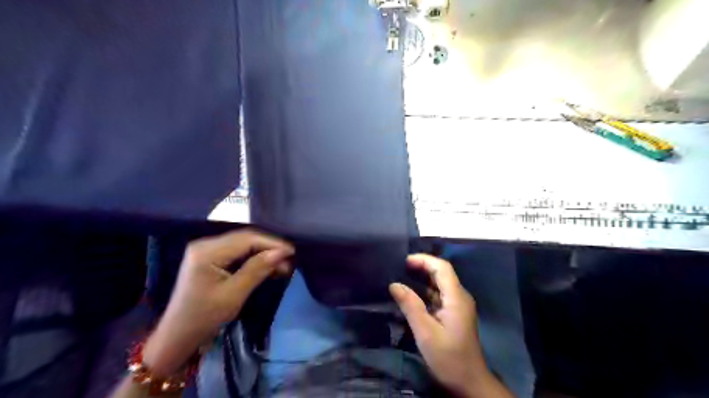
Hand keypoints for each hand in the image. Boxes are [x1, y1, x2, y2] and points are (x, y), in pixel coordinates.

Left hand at [143, 230, 293, 375]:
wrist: (178, 336)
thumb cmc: (204, 318)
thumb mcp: (234, 294)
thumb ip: (258, 269)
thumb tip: (283, 252)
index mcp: (207, 251)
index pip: (247, 239)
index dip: (272, 243)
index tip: (293, 251)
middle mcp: (206, 244)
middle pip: (245, 238)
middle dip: (269, 248)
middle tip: (290, 260)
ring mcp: (207, 249)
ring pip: (243, 244)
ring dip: (263, 253)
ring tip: (282, 265)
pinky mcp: (210, 257)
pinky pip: (237, 252)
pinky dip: (254, 258)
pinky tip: (267, 266)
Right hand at [390, 254, 512, 397]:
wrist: (469, 382)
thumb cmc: (448, 357)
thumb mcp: (426, 332)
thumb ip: (410, 306)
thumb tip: (394, 284)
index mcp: (456, 298)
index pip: (442, 268)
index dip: (424, 260)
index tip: (404, 261)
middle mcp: (459, 297)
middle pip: (442, 273)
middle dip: (421, 267)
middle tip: (399, 267)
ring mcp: (458, 305)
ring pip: (439, 284)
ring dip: (422, 278)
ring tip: (401, 276)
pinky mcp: (454, 314)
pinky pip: (439, 295)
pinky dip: (424, 291)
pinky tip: (411, 295)